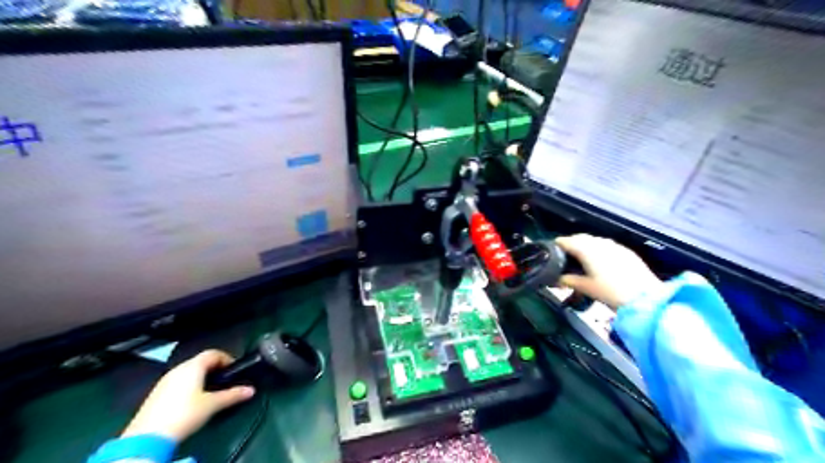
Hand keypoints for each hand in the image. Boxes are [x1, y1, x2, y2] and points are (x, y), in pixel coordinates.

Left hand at [121, 349, 255, 441]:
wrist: (148, 437)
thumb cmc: (185, 413)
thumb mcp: (213, 404)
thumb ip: (233, 395)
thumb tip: (251, 390)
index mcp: (193, 366)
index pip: (214, 353)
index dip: (227, 358)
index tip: (234, 370)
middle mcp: (178, 369)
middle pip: (201, 361)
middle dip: (215, 369)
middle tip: (225, 381)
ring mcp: (164, 381)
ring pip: (188, 372)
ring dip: (201, 378)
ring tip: (210, 392)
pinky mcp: (156, 394)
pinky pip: (178, 382)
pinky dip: (188, 386)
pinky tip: (192, 402)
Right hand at [554, 233, 661, 308]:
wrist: (645, 296)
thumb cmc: (610, 291)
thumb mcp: (586, 287)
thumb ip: (569, 281)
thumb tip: (557, 279)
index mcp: (585, 249)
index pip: (565, 241)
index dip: (556, 245)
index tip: (550, 252)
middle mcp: (598, 242)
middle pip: (580, 238)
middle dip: (570, 244)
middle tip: (564, 256)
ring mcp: (614, 245)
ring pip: (594, 240)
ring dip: (585, 246)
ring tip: (581, 259)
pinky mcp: (626, 251)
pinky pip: (606, 245)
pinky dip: (598, 250)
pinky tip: (599, 262)